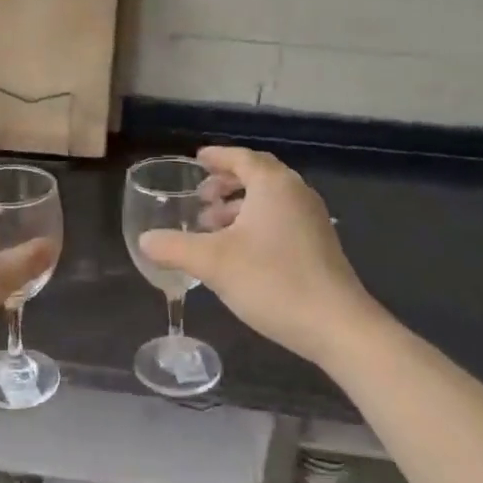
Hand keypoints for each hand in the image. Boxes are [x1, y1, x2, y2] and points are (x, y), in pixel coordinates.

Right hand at [138, 147, 379, 369]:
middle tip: (200, 195)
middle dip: (226, 182)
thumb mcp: (213, 263)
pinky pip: (280, 218)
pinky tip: (238, 251)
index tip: (196, 160)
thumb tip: (145, 240)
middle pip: (257, 175)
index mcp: (273, 185)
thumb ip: (175, 248)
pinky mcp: (319, 244)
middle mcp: (296, 193)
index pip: (241, 158)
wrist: (337, 325)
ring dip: (239, 206)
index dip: (217, 157)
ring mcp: (312, 219)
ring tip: (211, 226)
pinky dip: (255, 222)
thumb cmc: (273, 281)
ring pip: (269, 200)